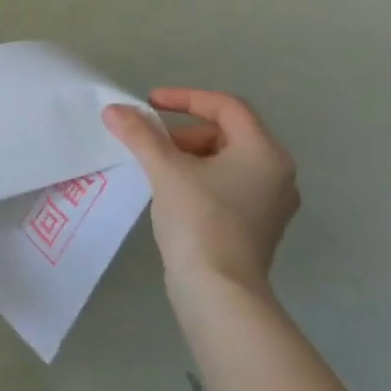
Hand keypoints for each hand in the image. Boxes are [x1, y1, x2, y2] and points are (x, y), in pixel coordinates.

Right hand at [103, 88, 298, 302]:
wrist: (220, 292)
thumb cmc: (199, 221)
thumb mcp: (165, 170)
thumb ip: (140, 134)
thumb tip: (113, 109)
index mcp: (264, 152)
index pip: (226, 106)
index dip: (185, 98)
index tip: (149, 104)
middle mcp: (277, 173)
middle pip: (228, 133)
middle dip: (185, 132)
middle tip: (153, 144)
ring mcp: (272, 203)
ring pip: (228, 161)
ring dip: (191, 156)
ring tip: (158, 169)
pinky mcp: (259, 226)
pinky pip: (230, 186)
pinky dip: (201, 179)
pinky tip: (174, 194)